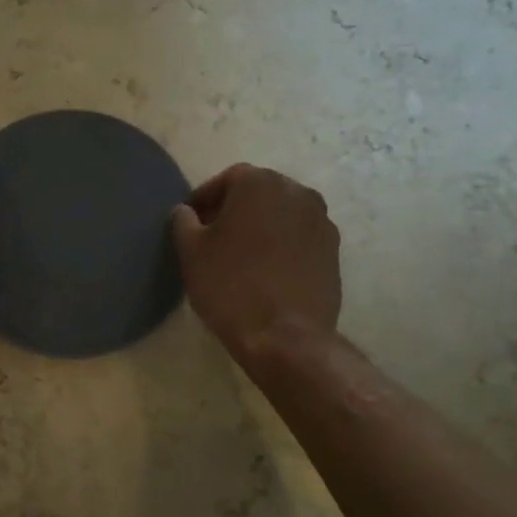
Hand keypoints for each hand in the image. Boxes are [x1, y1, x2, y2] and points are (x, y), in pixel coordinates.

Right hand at [172, 164, 341, 363]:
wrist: (285, 336)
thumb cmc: (230, 285)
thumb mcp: (191, 251)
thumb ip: (183, 221)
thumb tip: (186, 211)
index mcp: (260, 183)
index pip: (227, 179)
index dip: (205, 199)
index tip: (191, 222)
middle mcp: (297, 192)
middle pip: (258, 193)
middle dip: (234, 209)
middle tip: (213, 236)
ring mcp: (321, 221)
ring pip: (281, 215)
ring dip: (260, 226)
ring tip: (240, 255)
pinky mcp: (333, 251)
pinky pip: (299, 238)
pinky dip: (281, 245)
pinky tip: (265, 271)